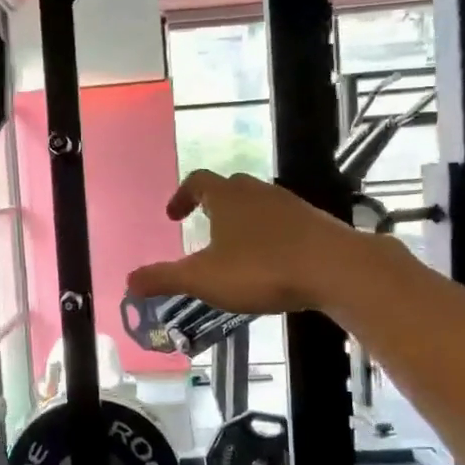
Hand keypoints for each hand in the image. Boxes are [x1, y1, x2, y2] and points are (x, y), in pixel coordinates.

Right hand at [127, 171, 370, 314]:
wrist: (336, 268)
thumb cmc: (261, 268)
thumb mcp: (203, 279)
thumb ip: (164, 279)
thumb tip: (128, 282)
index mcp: (226, 197)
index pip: (197, 182)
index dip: (182, 196)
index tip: (174, 215)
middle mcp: (257, 192)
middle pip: (230, 188)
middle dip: (214, 206)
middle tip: (204, 229)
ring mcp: (290, 204)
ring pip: (259, 204)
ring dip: (243, 220)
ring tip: (237, 249)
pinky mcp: (316, 222)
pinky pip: (284, 222)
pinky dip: (271, 235)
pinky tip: (272, 262)